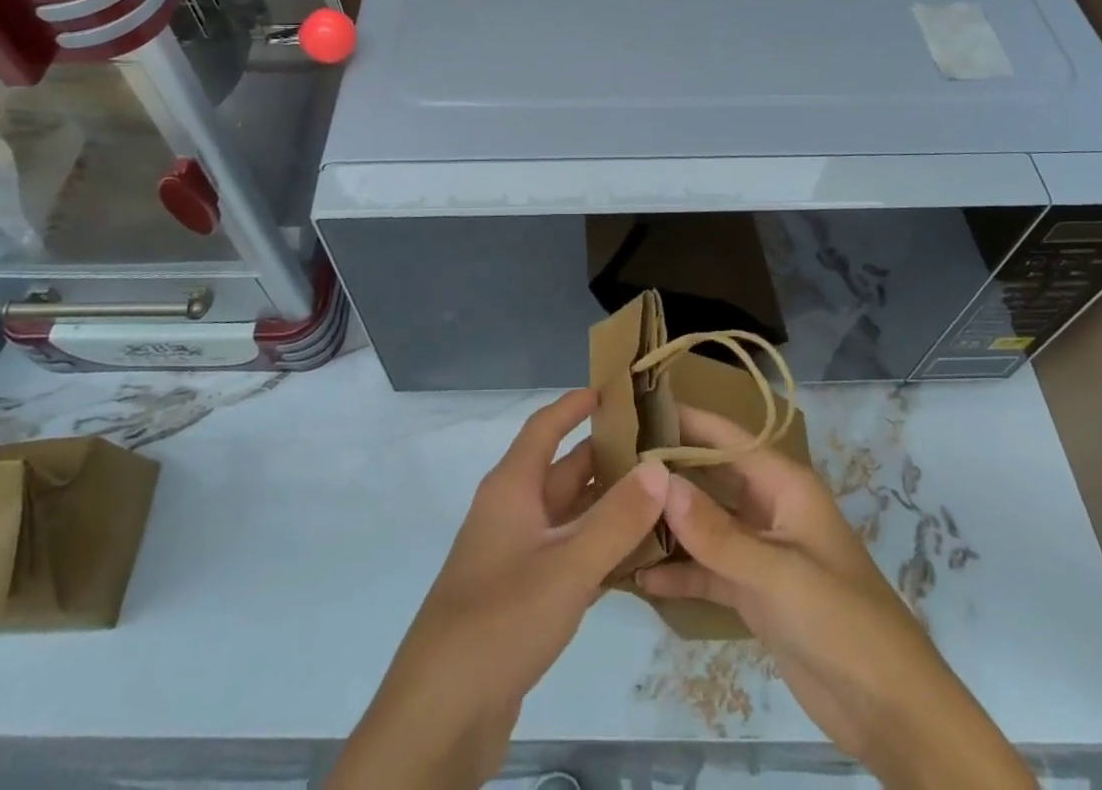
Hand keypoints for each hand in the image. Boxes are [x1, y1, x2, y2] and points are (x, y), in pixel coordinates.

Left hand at [330, 389, 668, 789]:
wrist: (442, 711)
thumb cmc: (502, 617)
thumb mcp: (568, 565)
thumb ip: (617, 518)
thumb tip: (659, 468)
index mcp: (511, 487)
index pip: (544, 428)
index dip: (574, 406)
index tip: (612, 390)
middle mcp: (511, 512)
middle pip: (562, 471)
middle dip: (606, 458)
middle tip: (659, 451)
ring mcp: (514, 556)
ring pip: (568, 516)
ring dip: (607, 507)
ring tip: (659, 499)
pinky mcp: (521, 597)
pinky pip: (566, 556)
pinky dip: (598, 550)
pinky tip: (635, 559)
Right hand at [639, 407, 1031, 789]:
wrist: (892, 712)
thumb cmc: (843, 621)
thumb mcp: (778, 574)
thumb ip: (716, 532)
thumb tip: (658, 481)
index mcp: (783, 484)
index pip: (725, 437)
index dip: (684, 419)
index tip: (633, 409)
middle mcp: (767, 507)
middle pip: (708, 477)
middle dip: (665, 472)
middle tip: (606, 464)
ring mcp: (759, 551)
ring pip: (702, 525)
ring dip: (665, 525)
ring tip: (611, 516)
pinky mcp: (753, 592)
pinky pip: (707, 570)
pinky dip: (678, 573)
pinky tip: (636, 577)